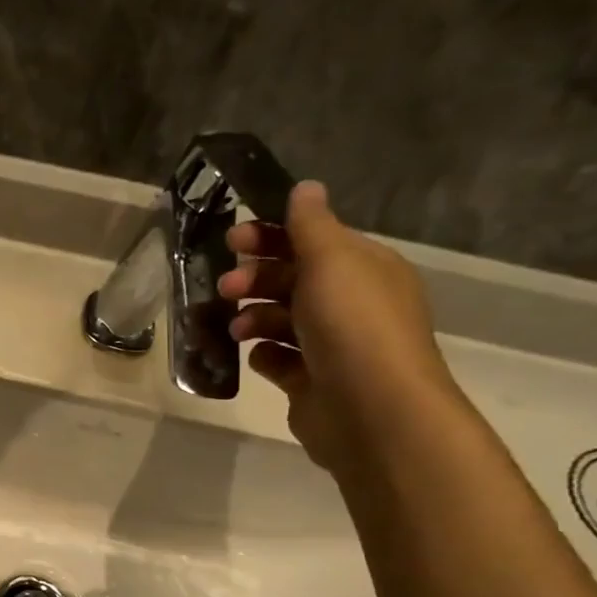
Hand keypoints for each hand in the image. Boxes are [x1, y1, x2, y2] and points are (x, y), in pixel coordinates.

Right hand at [219, 181, 463, 472]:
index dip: (272, 236)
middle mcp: (351, 303)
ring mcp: (331, 345)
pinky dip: (264, 355)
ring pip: (280, 320)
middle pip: (292, 279)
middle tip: (225, 287)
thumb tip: (305, 187)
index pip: (313, 240)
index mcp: (363, 269)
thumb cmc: (352, 325)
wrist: (371, 409)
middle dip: (255, 279)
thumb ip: (310, 225)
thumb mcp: (331, 261)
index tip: (233, 239)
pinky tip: (256, 356)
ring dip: (253, 317)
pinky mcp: (311, 380)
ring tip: (235, 329)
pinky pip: (278, 359)